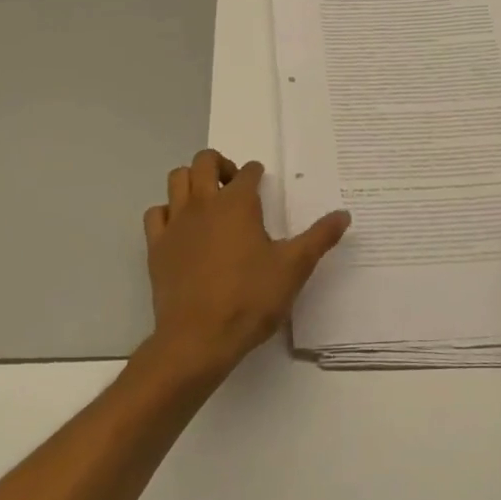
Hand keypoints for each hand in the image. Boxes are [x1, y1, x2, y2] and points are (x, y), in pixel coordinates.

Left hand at [141, 149, 349, 382]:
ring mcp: (176, 223)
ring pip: (177, 179)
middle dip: (220, 164)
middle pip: (204, 161)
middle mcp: (204, 203)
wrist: (198, 338)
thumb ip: (319, 238)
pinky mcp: (157, 246)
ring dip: (192, 180)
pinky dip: (168, 211)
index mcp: (238, 203)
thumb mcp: (293, 268)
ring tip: (207, 199)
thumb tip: (344, 214)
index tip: (261, 181)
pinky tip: (181, 227)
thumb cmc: (250, 299)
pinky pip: (156, 213)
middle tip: (232, 184)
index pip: (247, 172)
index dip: (255, 173)